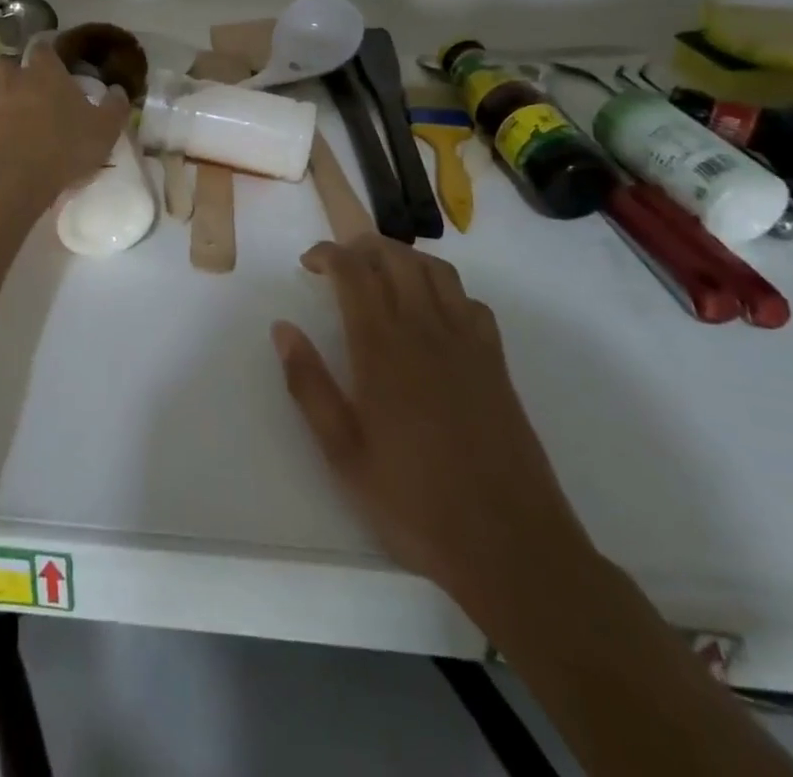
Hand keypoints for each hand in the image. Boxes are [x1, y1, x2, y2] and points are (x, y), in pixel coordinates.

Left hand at [0, 45, 128, 196]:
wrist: (13, 176)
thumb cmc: (64, 148)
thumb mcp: (104, 130)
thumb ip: (115, 107)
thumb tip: (119, 90)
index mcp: (45, 72)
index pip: (44, 49)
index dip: (46, 56)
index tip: (50, 67)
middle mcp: (10, 75)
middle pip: (7, 63)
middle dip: (13, 74)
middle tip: (23, 95)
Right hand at [273, 237, 594, 628]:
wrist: (509, 545)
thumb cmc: (414, 502)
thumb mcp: (343, 453)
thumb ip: (308, 384)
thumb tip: (282, 328)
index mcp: (382, 348)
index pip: (354, 272)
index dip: (328, 254)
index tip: (309, 262)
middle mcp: (425, 330)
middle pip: (396, 257)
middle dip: (362, 247)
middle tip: (340, 264)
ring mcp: (467, 343)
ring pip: (436, 271)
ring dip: (404, 259)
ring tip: (382, 276)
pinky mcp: (496, 362)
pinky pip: (470, 302)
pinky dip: (445, 290)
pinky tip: (433, 315)